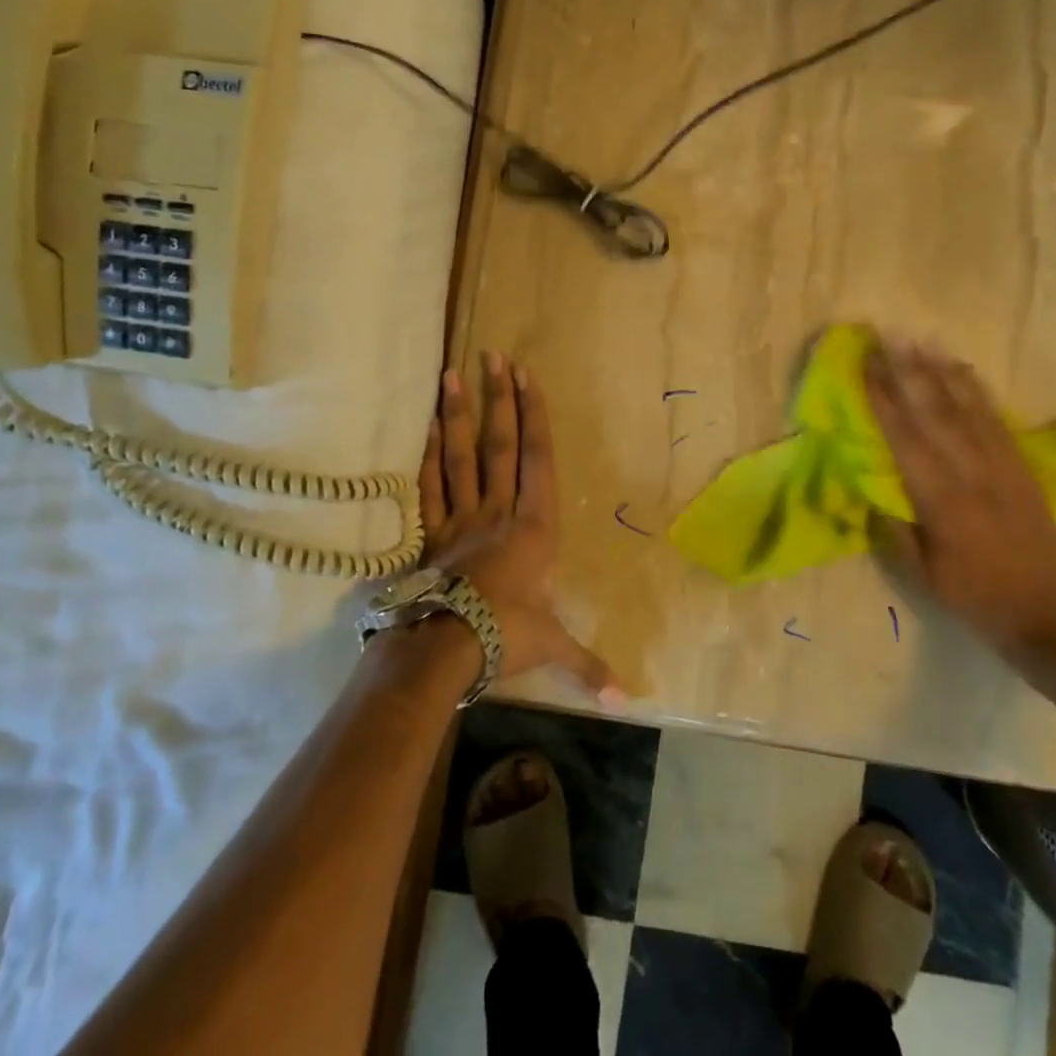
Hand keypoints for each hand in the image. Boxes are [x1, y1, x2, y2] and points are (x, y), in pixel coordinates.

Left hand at [419, 351, 618, 698]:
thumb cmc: (506, 636)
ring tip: (451, 373)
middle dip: (499, 397)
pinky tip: (430, 427)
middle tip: (492, 355)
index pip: (536, 458)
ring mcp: (461, 518)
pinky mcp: (432, 533)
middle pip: (499, 444)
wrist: (445, 647)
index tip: (526, 376)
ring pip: (461, 456)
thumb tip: (626, 700)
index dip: (533, 415)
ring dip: (458, 413)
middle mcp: (498, 510)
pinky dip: (429, 455)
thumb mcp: (553, 647)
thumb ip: (588, 665)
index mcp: (534, 526)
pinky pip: (430, 486)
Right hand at [864, 339, 1055, 668]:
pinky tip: (964, 370)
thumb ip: (893, 527)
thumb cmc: (975, 599)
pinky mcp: (1023, 470)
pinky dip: (978, 391)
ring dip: (942, 370)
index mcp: (940, 501)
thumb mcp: (921, 574)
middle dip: (908, 370)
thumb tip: (868, 486)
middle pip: (934, 412)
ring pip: (968, 408)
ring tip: (922, 339)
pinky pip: (998, 421)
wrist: (1050, 619)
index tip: (865, 365)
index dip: (882, 399)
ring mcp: (1003, 468)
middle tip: (888, 335)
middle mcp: (971, 474)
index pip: (903, 438)